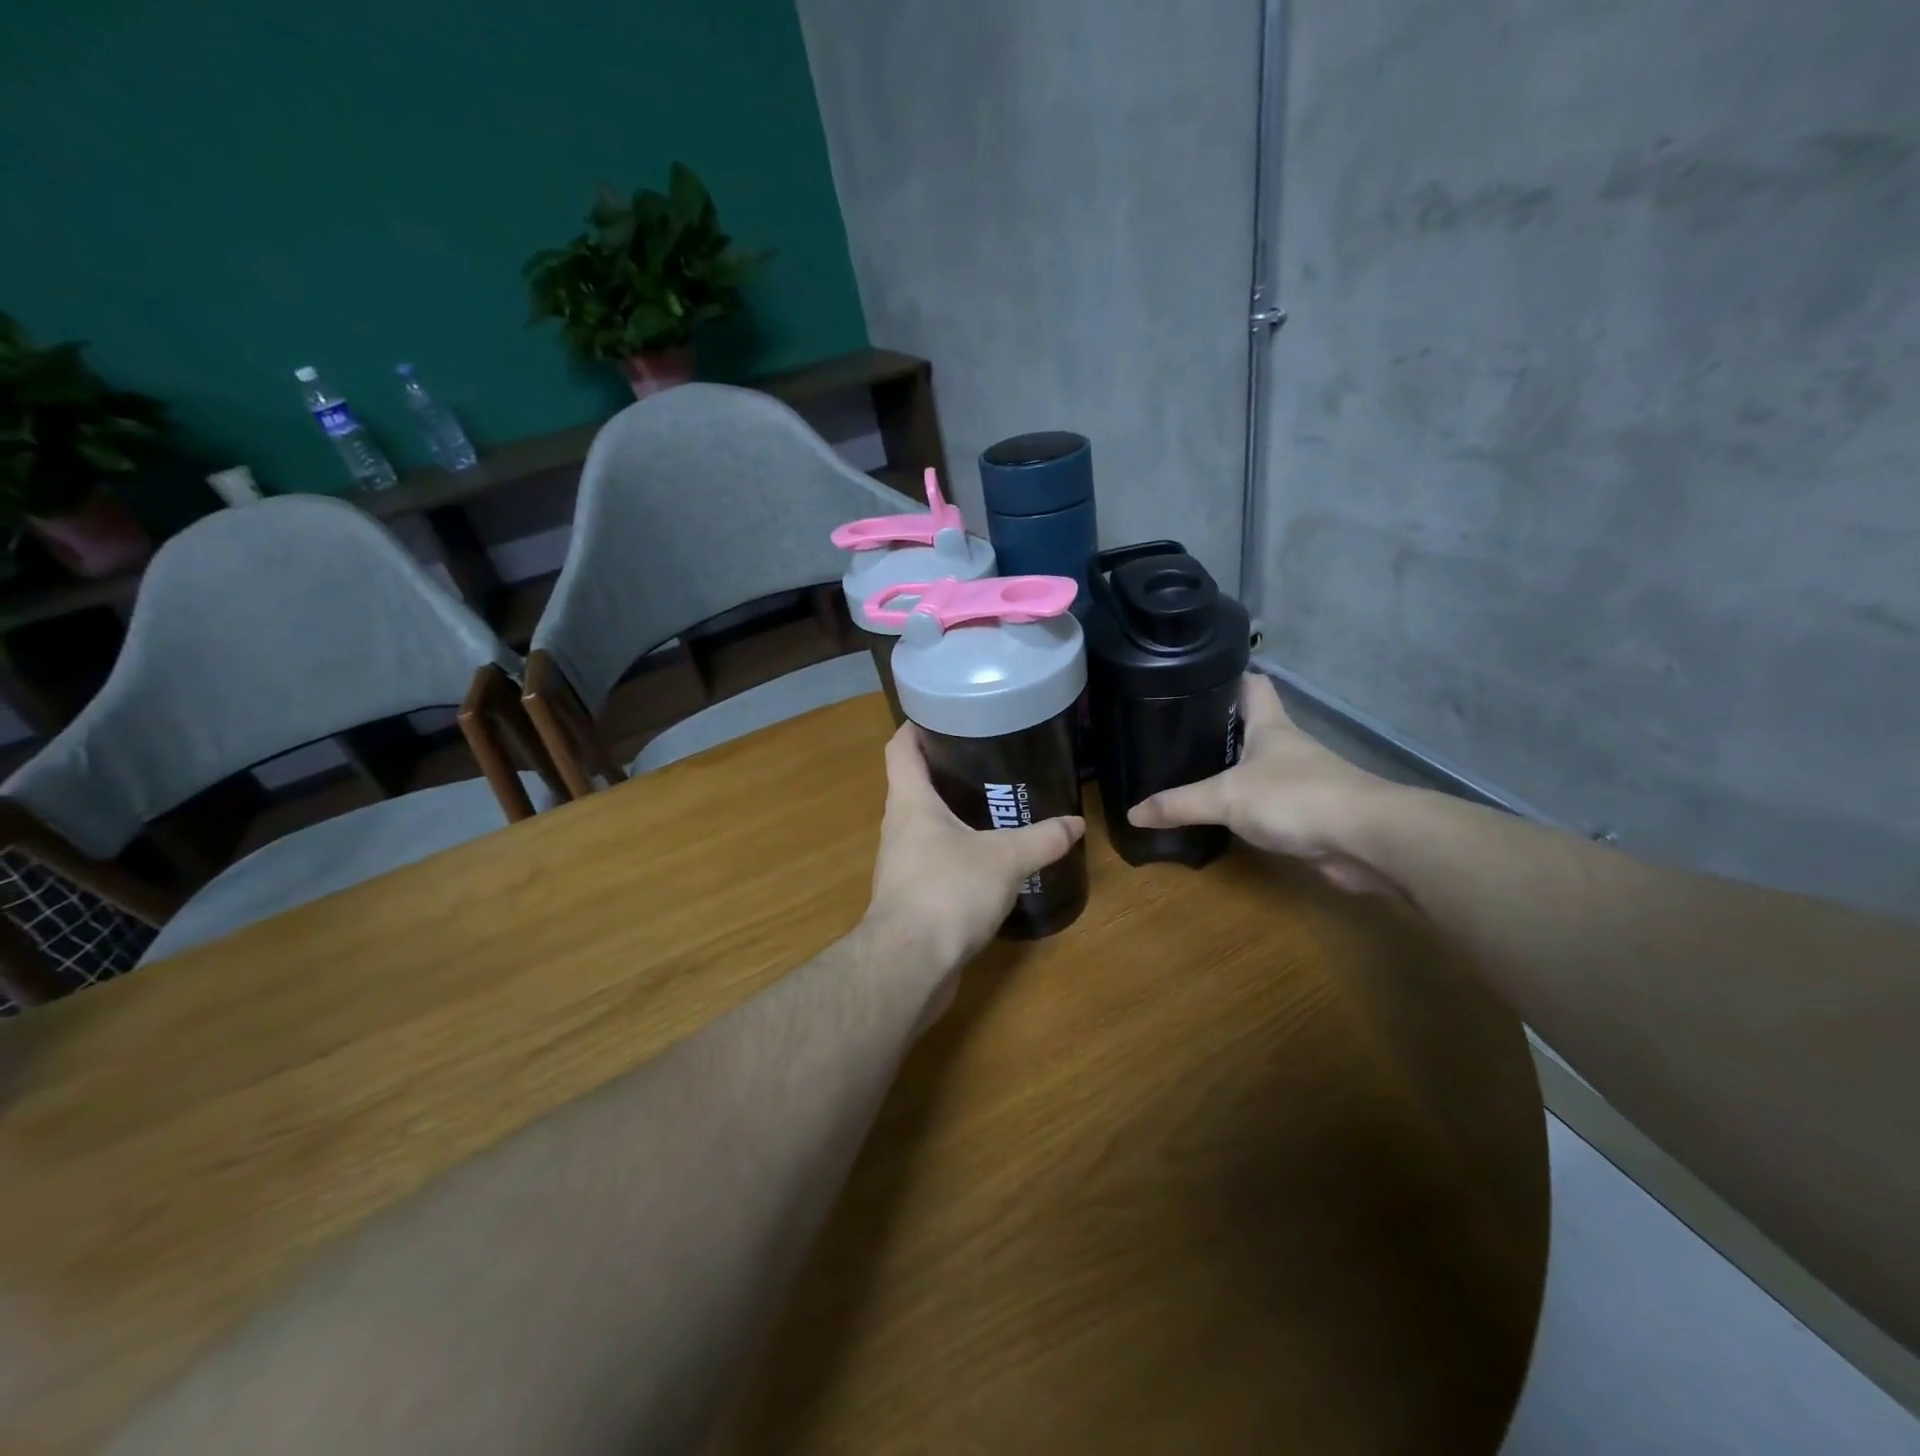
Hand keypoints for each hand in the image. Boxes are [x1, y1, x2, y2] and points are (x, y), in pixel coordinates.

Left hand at [864, 722, 1084, 978]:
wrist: (910, 964)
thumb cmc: (948, 891)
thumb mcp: (1005, 859)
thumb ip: (1042, 839)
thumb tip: (1075, 823)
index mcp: (910, 802)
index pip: (900, 747)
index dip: (916, 726)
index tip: (943, 714)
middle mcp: (897, 827)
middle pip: (913, 784)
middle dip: (944, 769)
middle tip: (985, 759)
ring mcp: (899, 863)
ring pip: (923, 825)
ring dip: (950, 814)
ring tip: (991, 807)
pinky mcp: (909, 896)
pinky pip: (931, 860)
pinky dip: (954, 852)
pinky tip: (984, 860)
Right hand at [1128, 674, 1407, 896]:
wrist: (1367, 840)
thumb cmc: (1295, 797)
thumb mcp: (1226, 797)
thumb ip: (1179, 804)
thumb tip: (1132, 812)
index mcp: (1269, 725)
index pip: (1250, 684)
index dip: (1225, 677)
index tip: (1192, 681)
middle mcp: (1285, 747)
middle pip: (1249, 725)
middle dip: (1216, 728)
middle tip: (1173, 734)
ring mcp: (1299, 780)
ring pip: (1257, 766)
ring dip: (1229, 770)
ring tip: (1185, 773)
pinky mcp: (1306, 813)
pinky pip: (1266, 803)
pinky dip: (1245, 807)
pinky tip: (1220, 816)